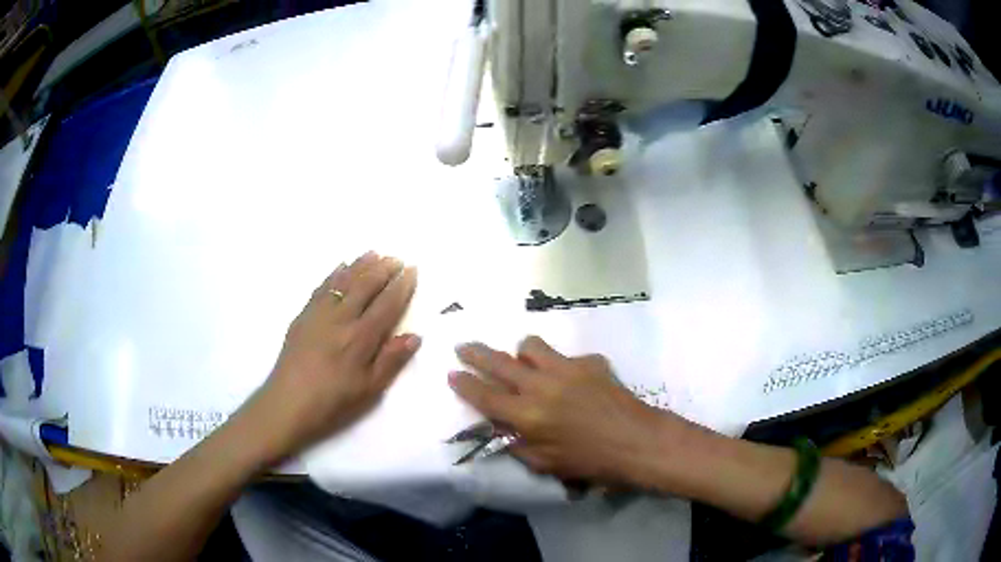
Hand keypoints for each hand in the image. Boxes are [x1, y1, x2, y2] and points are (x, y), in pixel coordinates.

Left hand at [247, 251, 419, 463]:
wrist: (287, 402)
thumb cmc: (332, 401)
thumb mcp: (369, 389)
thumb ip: (391, 360)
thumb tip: (414, 336)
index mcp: (361, 338)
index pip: (386, 304)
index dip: (401, 286)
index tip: (412, 270)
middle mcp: (341, 318)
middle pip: (365, 285)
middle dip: (383, 269)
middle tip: (396, 258)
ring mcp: (319, 314)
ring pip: (343, 281)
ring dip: (360, 265)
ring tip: (374, 253)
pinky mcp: (304, 315)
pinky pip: (322, 287)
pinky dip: (334, 274)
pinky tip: (341, 267)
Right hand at [449, 337, 686, 484]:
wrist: (638, 442)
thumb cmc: (591, 463)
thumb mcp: (546, 465)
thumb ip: (518, 446)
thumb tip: (503, 430)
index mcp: (527, 415)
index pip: (485, 395)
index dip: (464, 384)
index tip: (452, 373)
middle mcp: (541, 386)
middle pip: (499, 362)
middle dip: (476, 353)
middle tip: (463, 347)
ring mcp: (566, 369)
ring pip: (531, 346)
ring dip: (521, 353)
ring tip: (523, 362)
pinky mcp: (589, 362)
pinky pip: (566, 356)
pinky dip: (560, 365)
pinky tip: (571, 380)